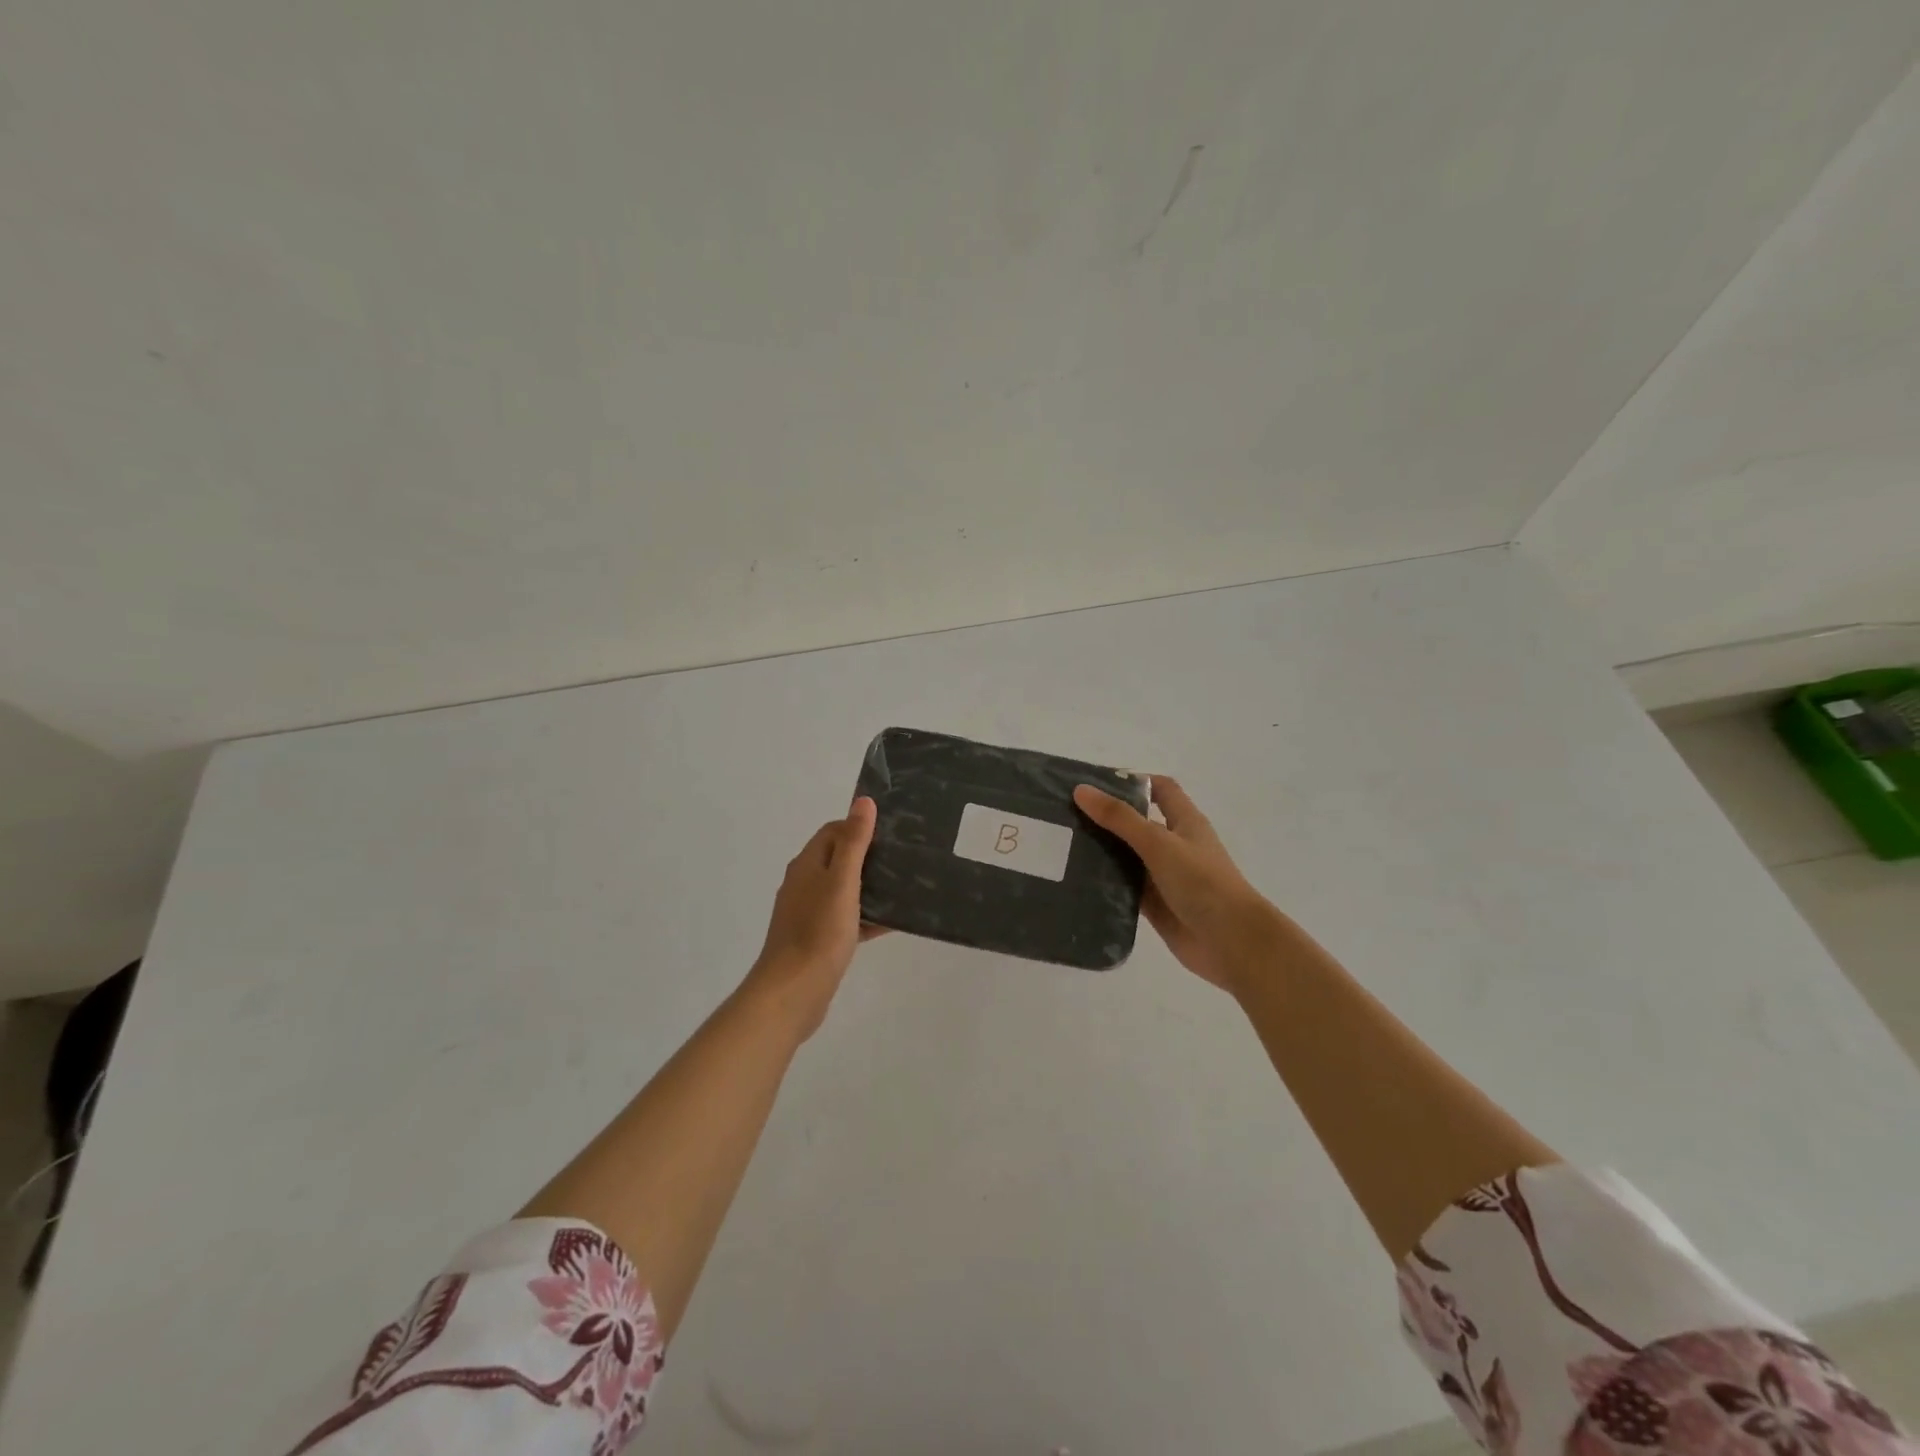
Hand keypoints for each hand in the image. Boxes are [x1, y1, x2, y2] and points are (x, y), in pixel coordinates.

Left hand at [744, 797, 884, 1038]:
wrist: (793, 993)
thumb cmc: (818, 932)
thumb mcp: (842, 882)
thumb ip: (854, 842)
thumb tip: (863, 801)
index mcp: (807, 865)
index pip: (833, 831)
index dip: (860, 826)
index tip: (892, 832)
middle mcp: (805, 884)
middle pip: (840, 858)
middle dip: (870, 856)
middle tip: (904, 857)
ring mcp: (810, 912)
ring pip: (846, 890)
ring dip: (872, 887)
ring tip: (905, 887)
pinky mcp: (818, 939)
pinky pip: (847, 919)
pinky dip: (868, 917)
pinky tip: (893, 922)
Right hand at [1072, 776, 1286, 995]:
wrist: (1233, 943)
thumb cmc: (1202, 883)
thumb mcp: (1159, 843)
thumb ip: (1120, 818)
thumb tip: (1081, 790)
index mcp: (1184, 822)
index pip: (1160, 789)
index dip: (1132, 782)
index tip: (1095, 784)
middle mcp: (1174, 846)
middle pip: (1137, 824)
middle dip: (1106, 818)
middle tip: (1065, 815)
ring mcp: (1165, 877)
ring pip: (1128, 858)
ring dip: (1102, 853)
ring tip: (1062, 847)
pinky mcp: (1156, 906)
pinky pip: (1125, 889)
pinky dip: (1105, 885)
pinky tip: (1077, 883)